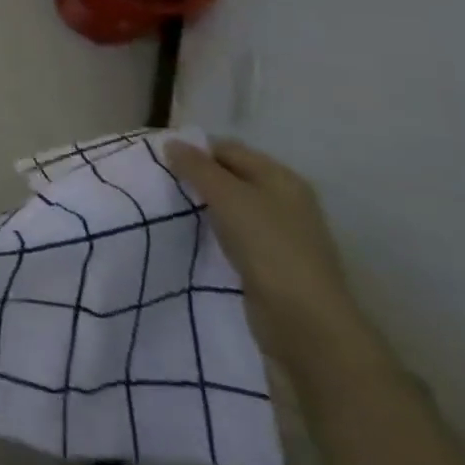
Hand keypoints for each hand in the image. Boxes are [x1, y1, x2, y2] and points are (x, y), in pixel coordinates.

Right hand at [165, 137, 389, 387]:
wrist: (304, 321)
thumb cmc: (267, 245)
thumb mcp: (226, 196)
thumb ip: (196, 167)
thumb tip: (171, 142)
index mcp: (280, 177)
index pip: (228, 149)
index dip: (195, 150)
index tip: (160, 160)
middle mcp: (285, 200)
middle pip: (232, 176)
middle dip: (198, 177)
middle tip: (162, 183)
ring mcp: (282, 233)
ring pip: (232, 206)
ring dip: (205, 206)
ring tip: (172, 208)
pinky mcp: (273, 262)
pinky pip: (236, 234)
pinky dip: (216, 231)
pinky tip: (195, 236)